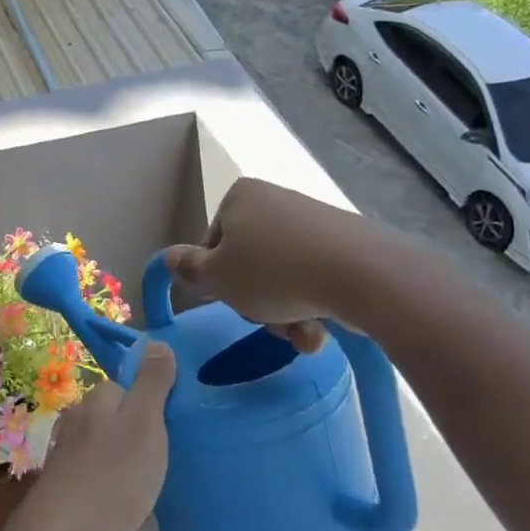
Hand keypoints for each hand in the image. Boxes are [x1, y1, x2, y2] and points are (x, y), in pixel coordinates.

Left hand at [20, 343, 174, 530]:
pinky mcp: (62, 481)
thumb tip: (156, 342)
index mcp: (98, 399)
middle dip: (134, 430)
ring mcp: (65, 449)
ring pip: (102, 442)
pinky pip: (92, 469)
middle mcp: (77, 417)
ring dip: (120, 456)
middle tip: (158, 459)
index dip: (149, 403)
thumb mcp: (145, 423)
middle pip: (113, 414)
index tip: (168, 428)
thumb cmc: (114, 474)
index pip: (127, 386)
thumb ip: (152, 383)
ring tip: (141, 482)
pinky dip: (106, 478)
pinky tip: (117, 499)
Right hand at [163, 177, 418, 344]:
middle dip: (256, 301)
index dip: (217, 279)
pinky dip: (312, 305)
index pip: (213, 244)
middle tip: (266, 320)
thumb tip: (167, 258)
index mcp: (241, 197)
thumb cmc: (273, 272)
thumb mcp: (217, 277)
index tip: (230, 299)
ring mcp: (314, 221)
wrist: (362, 275)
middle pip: (249, 263)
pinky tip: (320, 329)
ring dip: (284, 314)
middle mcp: (276, 200)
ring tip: (301, 334)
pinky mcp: (346, 244)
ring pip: (282, 277)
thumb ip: (189, 269)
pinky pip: (314, 278)